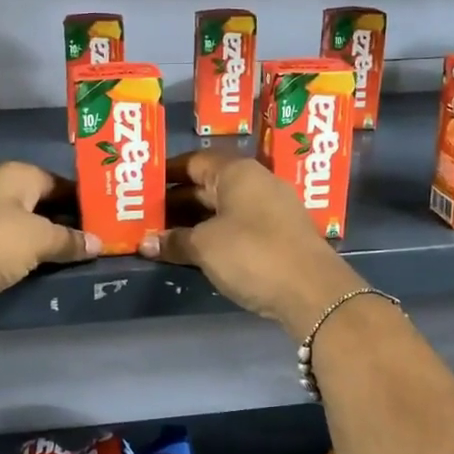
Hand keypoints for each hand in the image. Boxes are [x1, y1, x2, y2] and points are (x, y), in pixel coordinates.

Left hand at [0, 162, 98, 330]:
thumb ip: (70, 240)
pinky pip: (12, 251)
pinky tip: (49, 274)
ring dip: (51, 245)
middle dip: (72, 225)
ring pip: (29, 230)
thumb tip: (96, 243)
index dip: (87, 201)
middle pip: (46, 206)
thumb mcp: (39, 239)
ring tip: (83, 261)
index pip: (63, 182)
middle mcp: (0, 192)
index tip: (112, 221)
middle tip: (103, 244)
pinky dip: (30, 260)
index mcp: (18, 176)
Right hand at [138, 150, 364, 334]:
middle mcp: (256, 183)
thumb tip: (145, 243)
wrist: (312, 292)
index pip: (194, 161)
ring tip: (161, 237)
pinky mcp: (278, 236)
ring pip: (222, 209)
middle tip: (143, 216)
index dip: (166, 174)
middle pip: (207, 186)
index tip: (141, 186)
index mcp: (237, 172)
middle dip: (175, 202)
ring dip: (193, 222)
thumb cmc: (252, 254)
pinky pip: (236, 227)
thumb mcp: (205, 246)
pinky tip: (193, 252)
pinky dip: (213, 236)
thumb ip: (174, 241)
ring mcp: (270, 210)